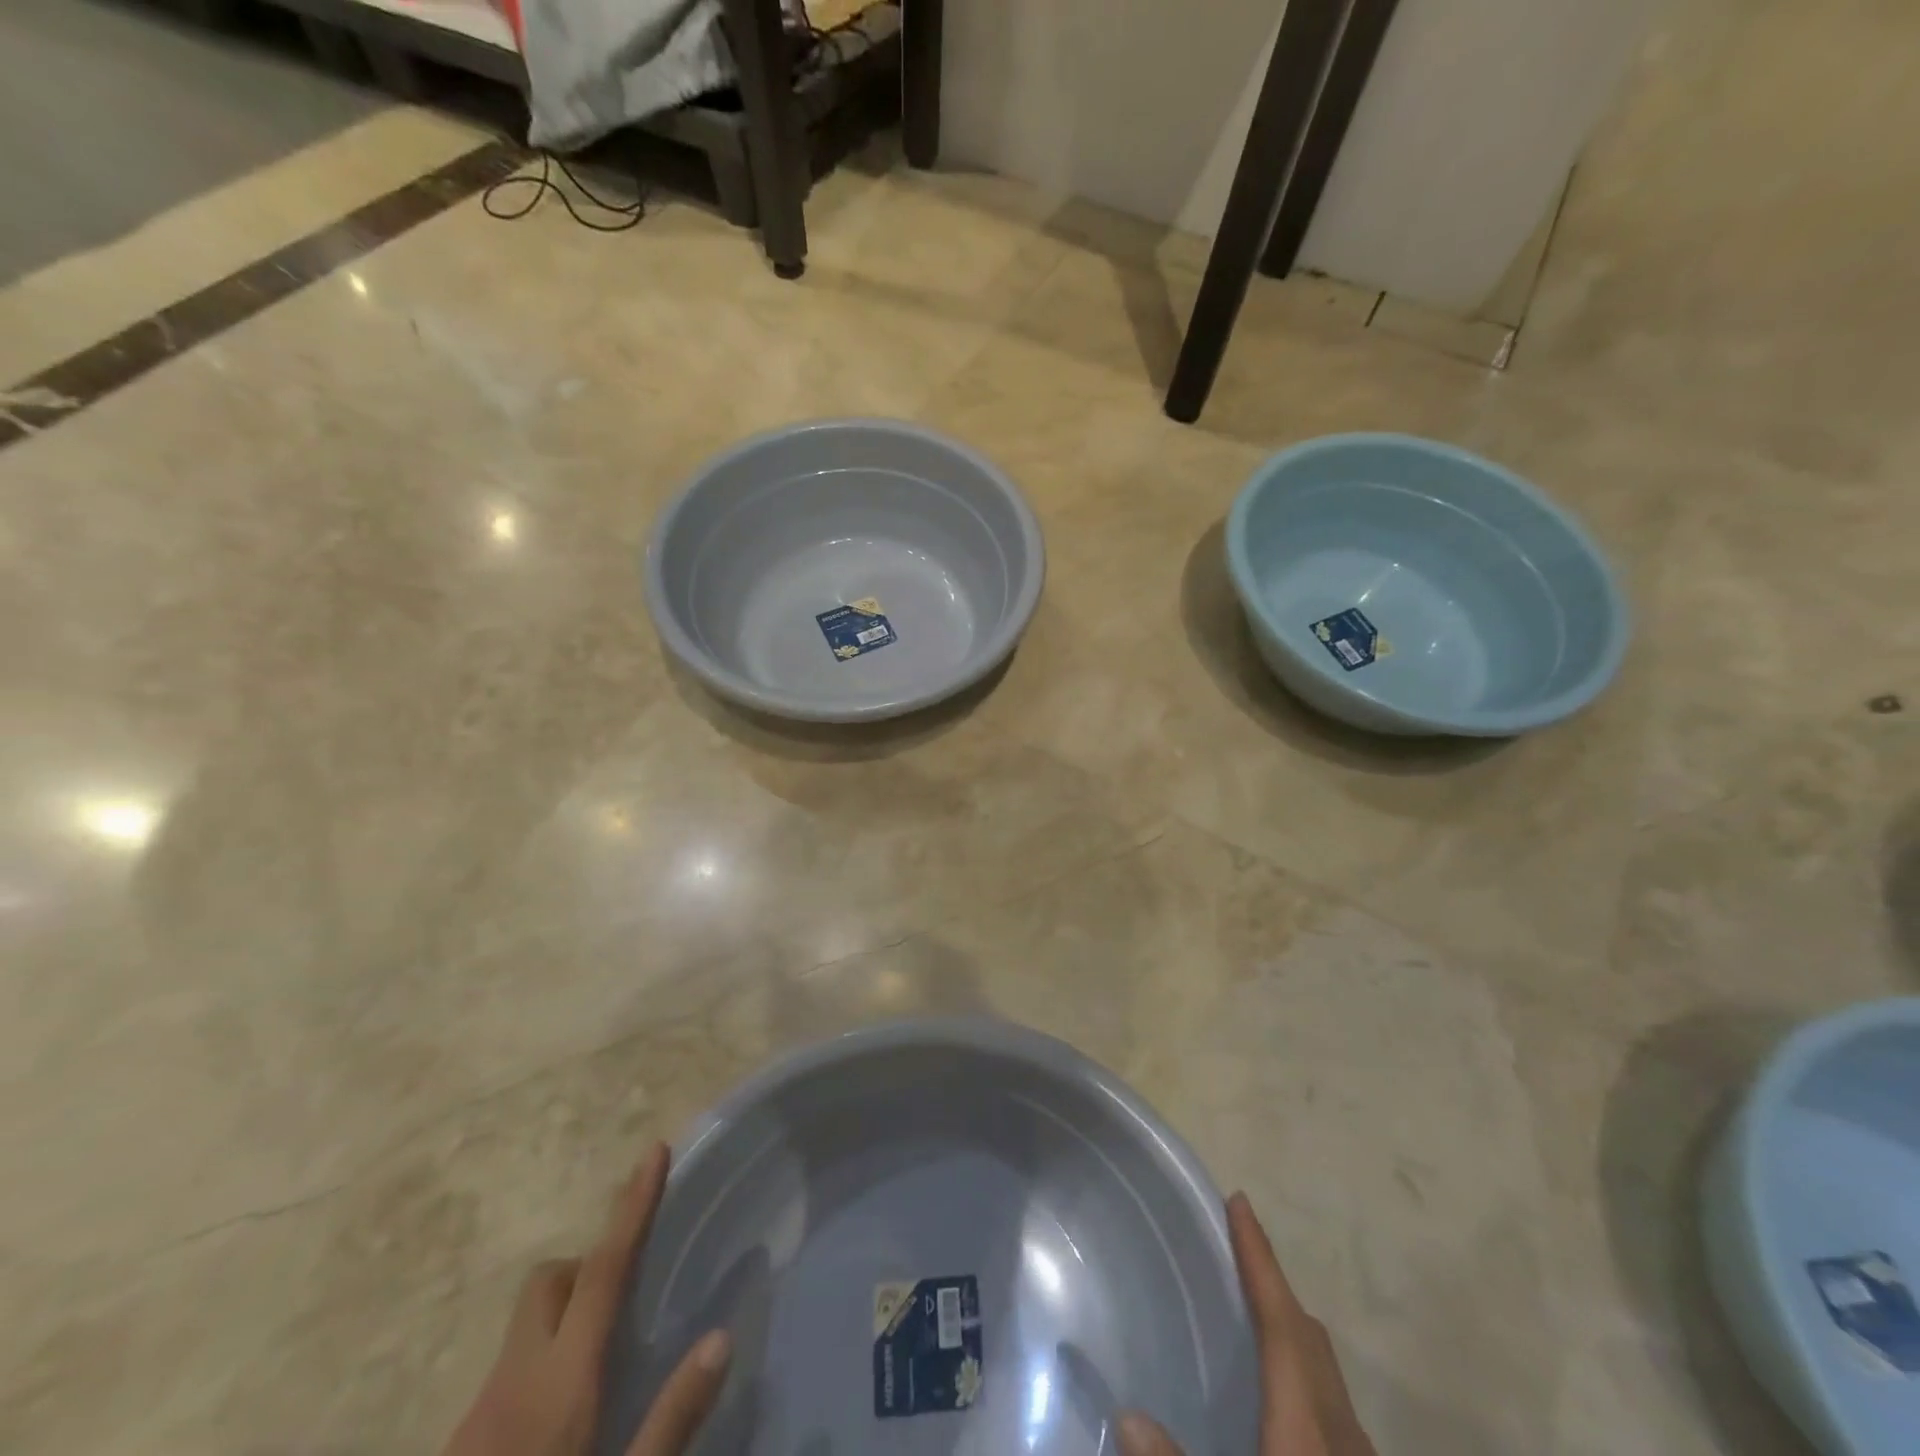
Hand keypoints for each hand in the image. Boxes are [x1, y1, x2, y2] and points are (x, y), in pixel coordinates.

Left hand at [442, 1144, 730, 1455]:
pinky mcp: (458, 1447)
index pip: (603, 1270)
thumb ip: (672, 1418)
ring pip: (524, 1331)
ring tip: (599, 1379)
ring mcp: (475, 1418)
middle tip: (625, 1303)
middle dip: (587, 1269)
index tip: (653, 1151)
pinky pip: (506, 1375)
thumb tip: (721, 1337)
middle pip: (548, 1284)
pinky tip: (556, 1431)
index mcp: (561, 1385)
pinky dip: (539, 1369)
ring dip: (563, 1324)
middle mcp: (513, 1383)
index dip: (632, 1207)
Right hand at [1117, 1193, 1374, 1455]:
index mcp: (1307, 1427)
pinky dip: (1303, 1378)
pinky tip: (1279, 1404)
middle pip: (1309, 1338)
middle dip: (1274, 1286)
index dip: (1258, 1257)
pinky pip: (1333, 1409)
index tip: (1239, 1202)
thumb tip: (1125, 1414)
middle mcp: (1341, 1434)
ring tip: (1252, 1316)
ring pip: (1327, 1376)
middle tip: (1235, 1251)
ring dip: (1291, 1333)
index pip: (1280, 1320)